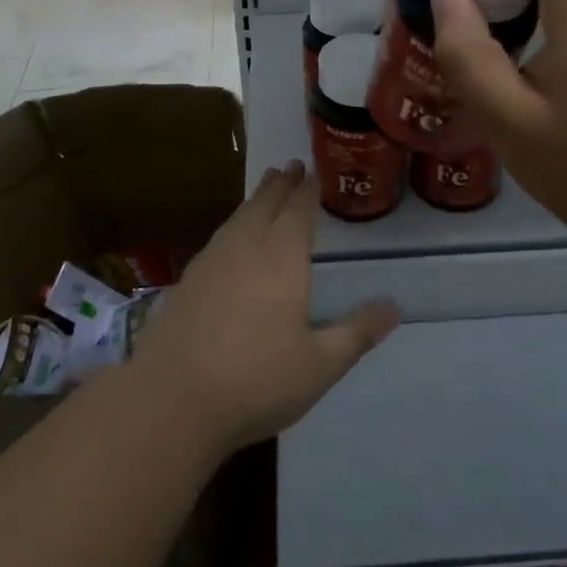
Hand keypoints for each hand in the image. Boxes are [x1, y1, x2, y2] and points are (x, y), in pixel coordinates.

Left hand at [131, 162, 398, 454]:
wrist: (172, 399)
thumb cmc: (256, 379)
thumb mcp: (320, 364)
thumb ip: (357, 332)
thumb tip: (394, 307)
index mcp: (282, 256)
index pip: (298, 210)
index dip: (308, 190)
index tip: (313, 172)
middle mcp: (246, 246)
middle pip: (265, 203)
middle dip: (281, 184)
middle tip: (290, 166)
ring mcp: (211, 260)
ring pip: (238, 216)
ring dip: (256, 199)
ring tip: (265, 189)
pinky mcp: (187, 280)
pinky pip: (219, 236)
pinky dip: (233, 224)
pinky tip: (231, 238)